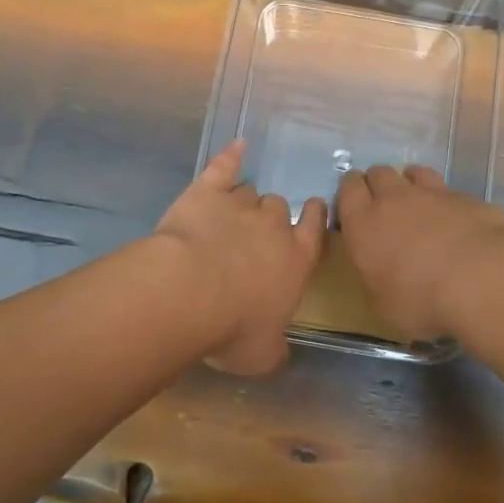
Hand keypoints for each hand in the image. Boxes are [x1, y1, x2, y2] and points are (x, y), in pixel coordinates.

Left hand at [155, 141, 326, 374]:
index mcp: (295, 261)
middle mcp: (273, 227)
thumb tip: (281, 354)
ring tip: (231, 211)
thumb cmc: (232, 328)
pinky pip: (224, 166)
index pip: (314, 231)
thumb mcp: (262, 356)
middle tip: (255, 232)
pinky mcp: (207, 192)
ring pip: (250, 193)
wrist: (189, 291)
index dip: (314, 218)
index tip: (314, 208)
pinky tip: (236, 147)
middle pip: (278, 209)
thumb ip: (275, 349)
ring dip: (244, 200)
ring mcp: (240, 205)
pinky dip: (231, 156)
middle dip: (270, 217)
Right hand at [335, 165, 503, 342]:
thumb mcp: (385, 307)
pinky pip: (449, 191)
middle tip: (386, 210)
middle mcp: (394, 199)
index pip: (348, 188)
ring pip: (414, 173)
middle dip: (378, 186)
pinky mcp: (467, 197)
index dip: (350, 194)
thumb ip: (379, 283)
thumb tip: (385, 280)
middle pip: (378, 173)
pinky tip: (456, 223)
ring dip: (411, 184)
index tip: (355, 211)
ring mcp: (433, 193)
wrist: (482, 279)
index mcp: (364, 223)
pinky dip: (447, 202)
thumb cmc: (422, 301)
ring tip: (420, 207)